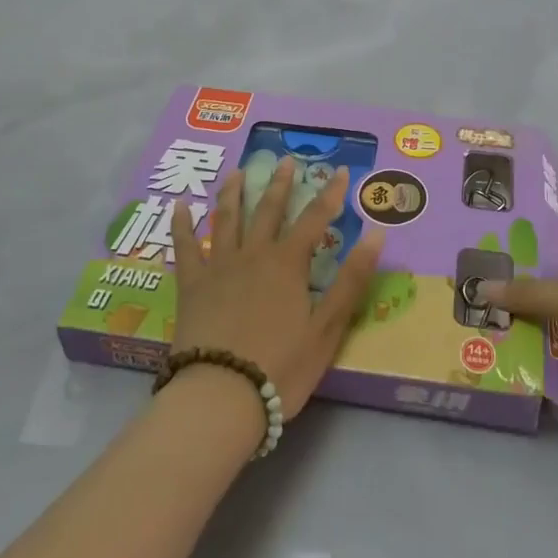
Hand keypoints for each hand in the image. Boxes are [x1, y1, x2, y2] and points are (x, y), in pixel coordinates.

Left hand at [169, 157, 384, 420]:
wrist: (221, 397)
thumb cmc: (280, 367)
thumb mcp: (327, 328)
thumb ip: (351, 279)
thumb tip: (377, 233)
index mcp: (288, 263)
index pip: (315, 218)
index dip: (330, 193)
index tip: (341, 170)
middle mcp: (254, 254)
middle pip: (268, 210)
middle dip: (279, 183)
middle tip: (284, 160)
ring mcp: (219, 266)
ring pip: (227, 218)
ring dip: (233, 192)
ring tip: (237, 172)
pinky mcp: (191, 285)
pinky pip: (185, 247)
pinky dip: (182, 224)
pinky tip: (179, 207)